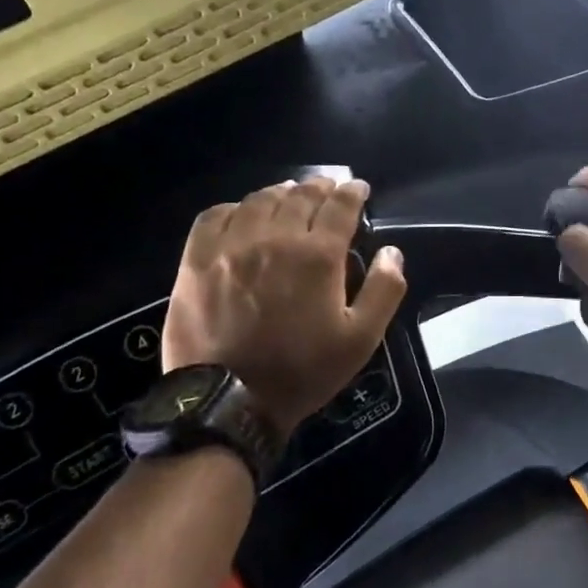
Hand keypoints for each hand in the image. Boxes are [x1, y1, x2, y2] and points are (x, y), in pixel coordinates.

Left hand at [163, 176, 406, 435]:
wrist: (230, 400)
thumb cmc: (303, 371)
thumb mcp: (361, 339)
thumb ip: (384, 290)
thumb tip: (391, 252)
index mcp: (317, 256)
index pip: (340, 206)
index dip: (352, 192)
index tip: (358, 188)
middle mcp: (275, 239)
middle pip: (300, 196)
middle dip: (320, 187)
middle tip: (328, 187)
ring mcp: (231, 247)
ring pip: (259, 201)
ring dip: (281, 193)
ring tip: (289, 195)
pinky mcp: (196, 260)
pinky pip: (215, 216)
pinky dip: (234, 207)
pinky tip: (242, 213)